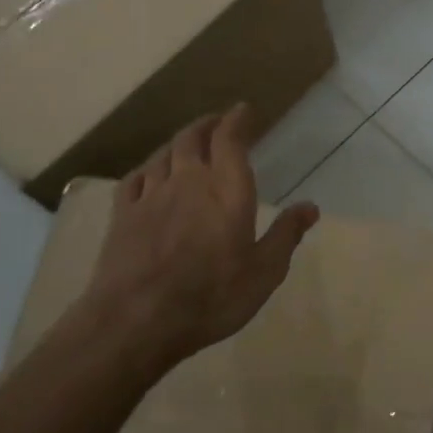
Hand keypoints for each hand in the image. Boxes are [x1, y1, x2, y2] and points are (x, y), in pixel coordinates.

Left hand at [77, 105, 318, 380]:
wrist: (135, 322)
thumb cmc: (211, 296)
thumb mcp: (264, 272)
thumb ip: (286, 235)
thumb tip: (310, 206)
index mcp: (227, 190)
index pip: (230, 140)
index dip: (237, 120)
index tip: (244, 110)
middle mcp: (188, 182)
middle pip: (193, 138)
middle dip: (207, 125)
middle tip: (218, 122)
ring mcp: (150, 197)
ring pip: (163, 154)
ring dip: (178, 143)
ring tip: (188, 142)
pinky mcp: (122, 216)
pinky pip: (135, 179)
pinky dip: (148, 168)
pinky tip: (150, 173)